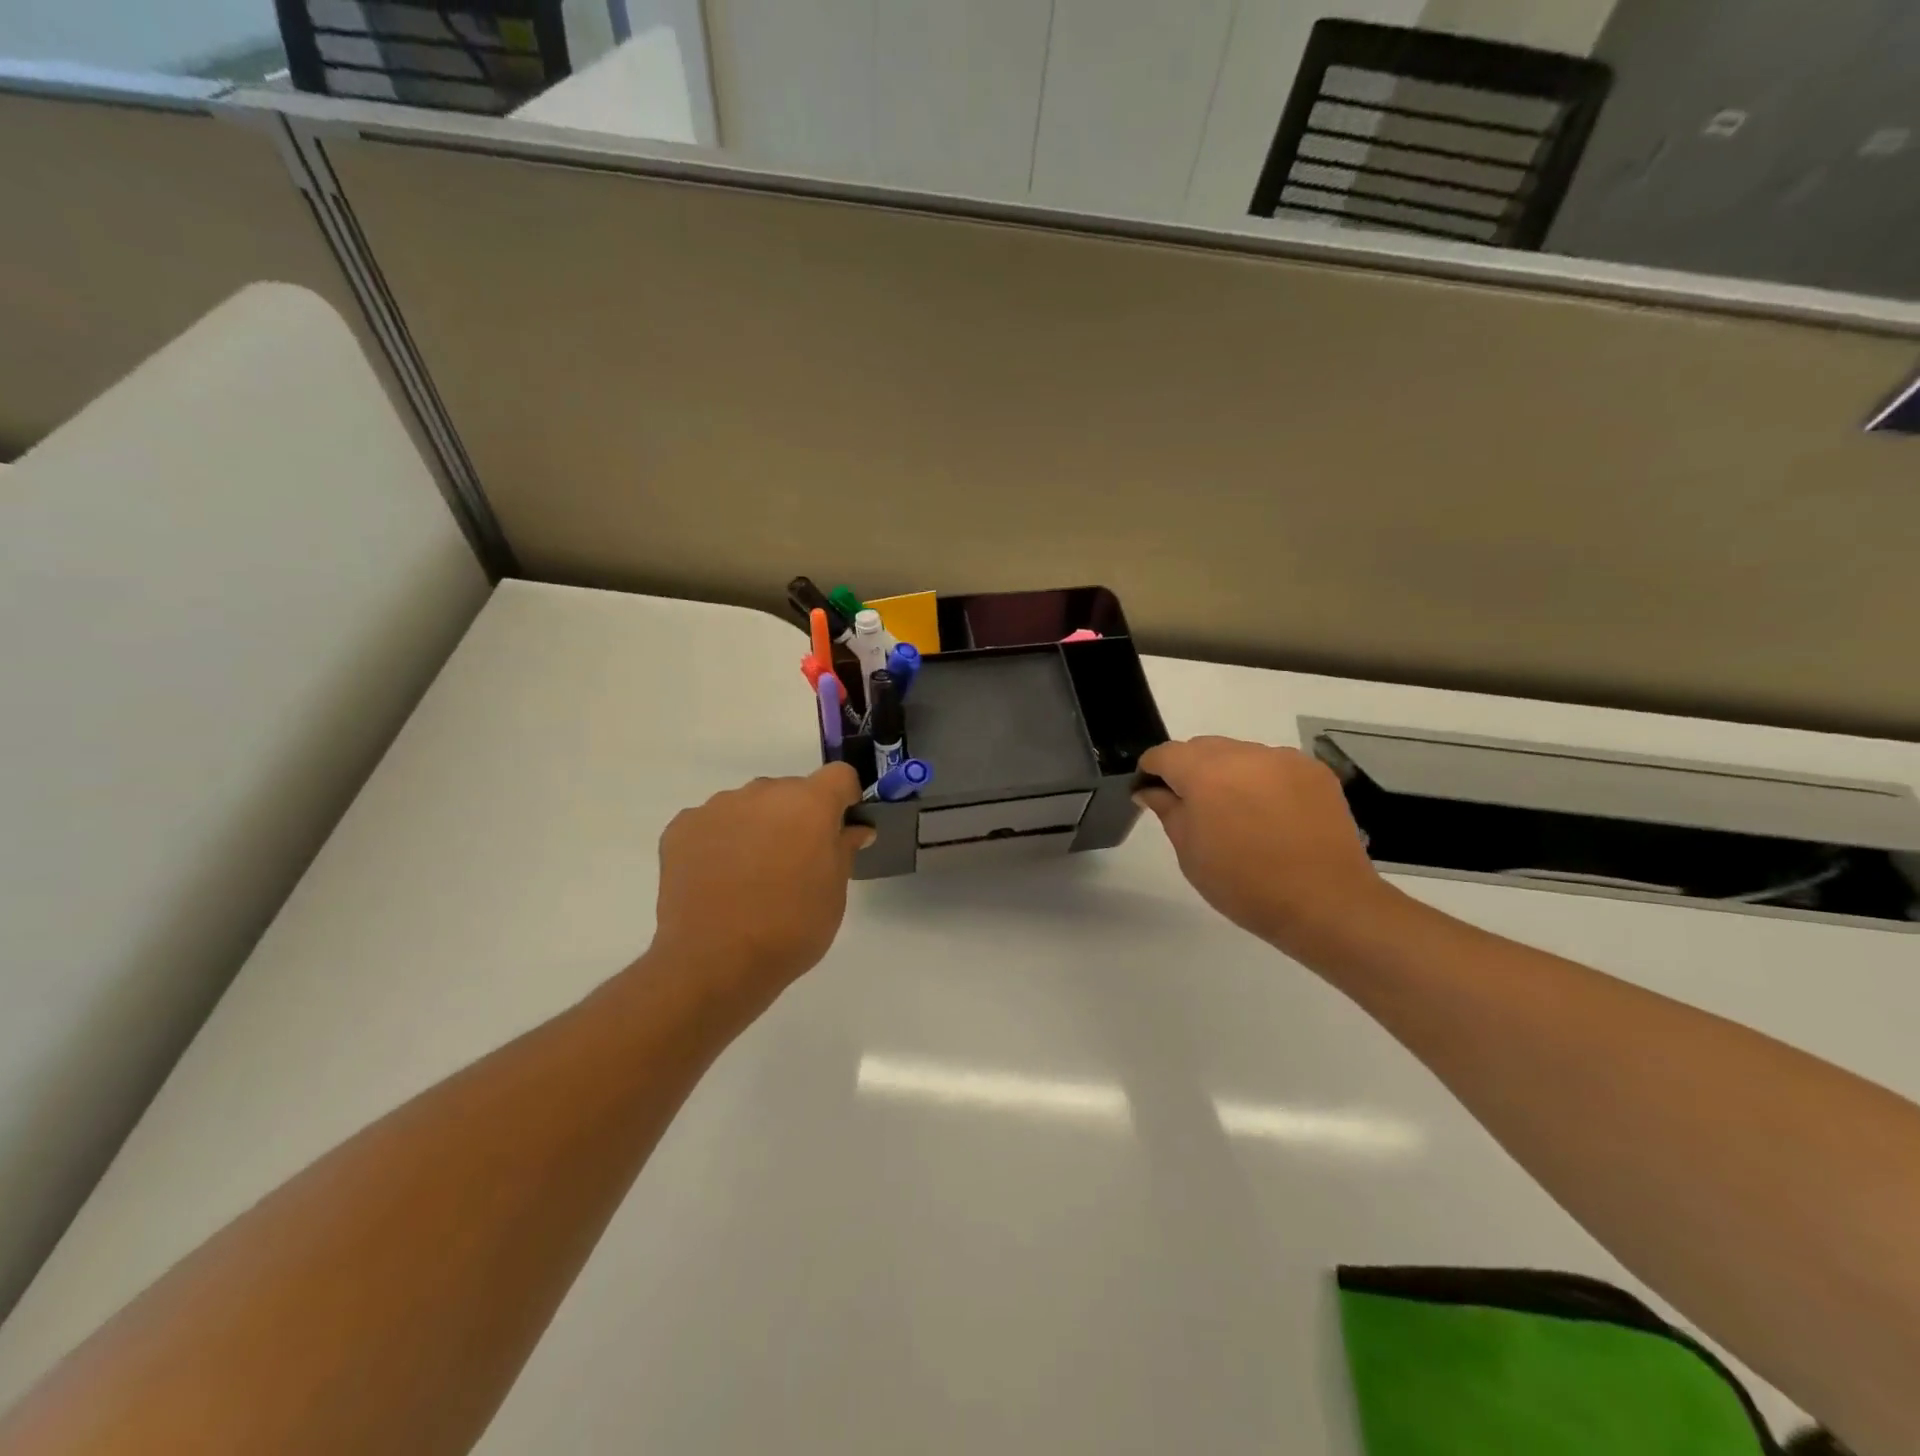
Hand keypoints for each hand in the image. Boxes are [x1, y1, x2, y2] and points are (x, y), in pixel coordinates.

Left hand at [647, 764, 873, 1010]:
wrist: (713, 962)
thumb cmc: (790, 929)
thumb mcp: (834, 894)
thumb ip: (844, 850)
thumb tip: (854, 829)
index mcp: (809, 804)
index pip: (839, 776)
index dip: (844, 799)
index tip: (840, 829)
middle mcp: (763, 792)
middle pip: (791, 790)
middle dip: (798, 816)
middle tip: (795, 862)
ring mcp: (718, 807)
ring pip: (750, 805)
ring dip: (758, 826)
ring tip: (750, 874)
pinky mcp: (682, 827)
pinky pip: (713, 822)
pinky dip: (721, 840)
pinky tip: (718, 878)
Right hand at [1136, 737, 1391, 961]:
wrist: (1325, 903)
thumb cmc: (1244, 885)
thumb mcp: (1191, 854)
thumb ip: (1168, 811)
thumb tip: (1151, 790)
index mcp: (1205, 774)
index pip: (1165, 754)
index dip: (1152, 770)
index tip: (1150, 792)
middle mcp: (1243, 755)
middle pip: (1202, 748)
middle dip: (1190, 770)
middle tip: (1195, 808)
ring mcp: (1283, 759)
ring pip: (1239, 754)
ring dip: (1228, 773)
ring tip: (1238, 813)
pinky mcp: (1313, 770)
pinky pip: (1273, 765)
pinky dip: (1262, 780)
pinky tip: (1271, 814)